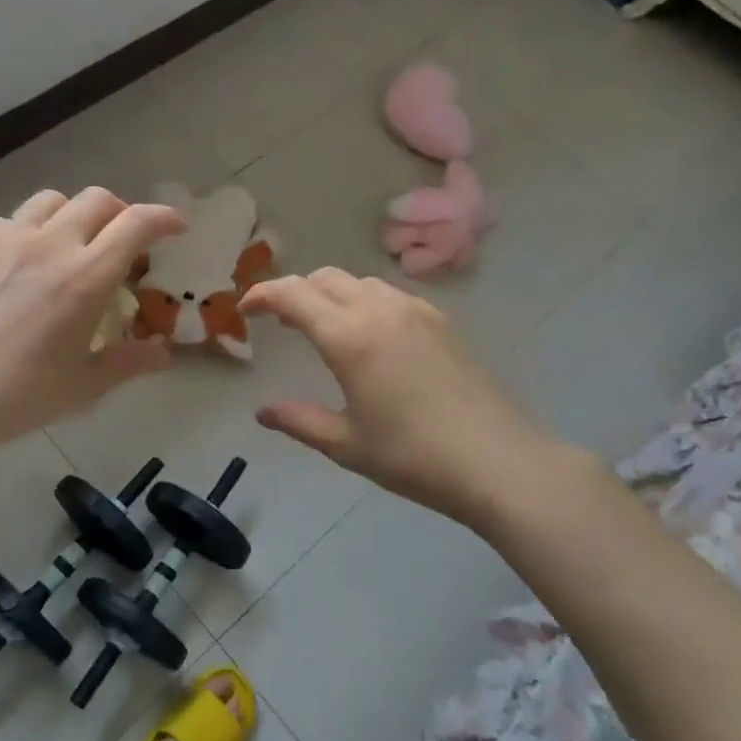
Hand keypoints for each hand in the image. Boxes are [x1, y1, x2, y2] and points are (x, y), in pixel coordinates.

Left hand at [0, 188, 184, 452]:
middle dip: (121, 213)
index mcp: (86, 277)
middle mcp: (50, 244)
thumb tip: (163, 354)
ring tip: (70, 245)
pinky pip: (10, 221)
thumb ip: (130, 363)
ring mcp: (5, 238)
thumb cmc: (17, 396)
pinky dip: (29, 232)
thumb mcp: (84, 386)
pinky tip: (19, 266)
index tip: (176, 226)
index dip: (163, 218)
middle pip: (98, 200)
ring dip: (74, 215)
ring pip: (52, 201)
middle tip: (123, 241)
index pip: (136, 224)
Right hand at [240, 269, 555, 528]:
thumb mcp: (346, 444)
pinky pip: (390, 295)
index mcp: (349, 337)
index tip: (244, 310)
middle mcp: (379, 310)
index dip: (262, 295)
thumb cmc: (413, 456)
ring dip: (330, 294)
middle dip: (294, 291)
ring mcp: (415, 311)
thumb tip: (263, 411)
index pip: (292, 295)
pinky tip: (370, 336)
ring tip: (323, 326)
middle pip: (325, 278)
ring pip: (359, 282)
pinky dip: (364, 301)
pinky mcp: (441, 321)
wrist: (497, 461)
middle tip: (280, 321)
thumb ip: (298, 420)